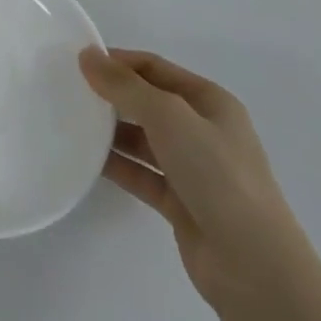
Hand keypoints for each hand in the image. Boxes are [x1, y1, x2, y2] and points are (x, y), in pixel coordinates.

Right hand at [79, 47, 314, 311]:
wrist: (253, 265)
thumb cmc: (217, 175)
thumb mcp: (169, 118)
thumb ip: (125, 86)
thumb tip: (87, 55)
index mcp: (210, 102)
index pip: (155, 68)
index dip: (118, 61)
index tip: (77, 62)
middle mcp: (203, 130)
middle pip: (148, 101)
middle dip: (111, 95)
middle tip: (67, 91)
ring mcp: (193, 169)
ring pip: (143, 139)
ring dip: (111, 131)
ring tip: (69, 124)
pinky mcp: (180, 202)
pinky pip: (141, 174)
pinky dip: (117, 165)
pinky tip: (85, 160)